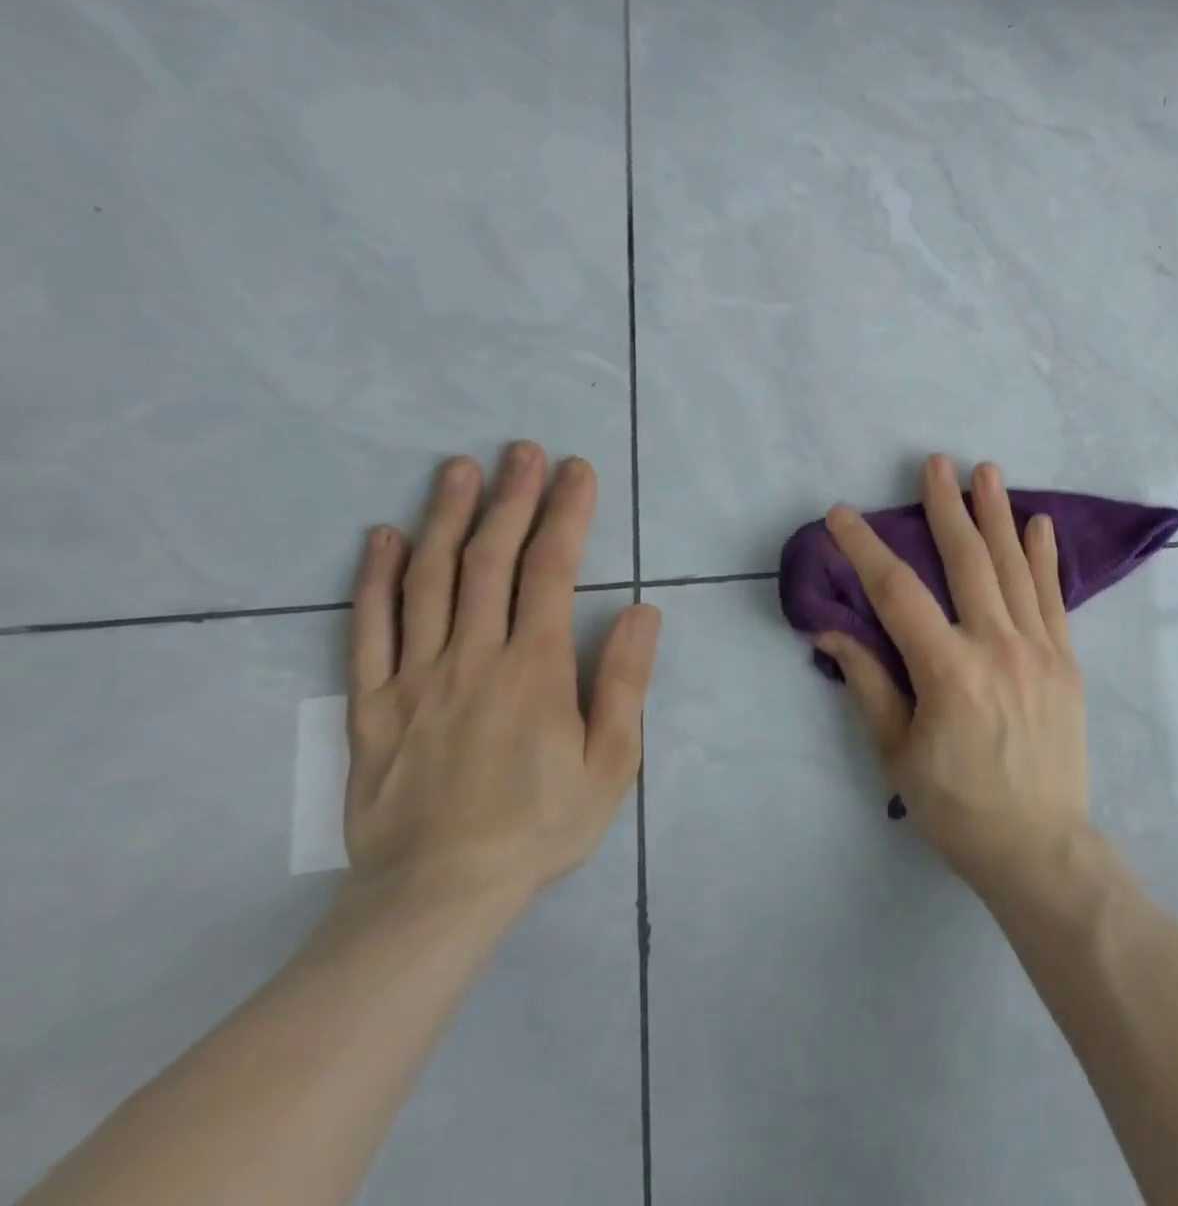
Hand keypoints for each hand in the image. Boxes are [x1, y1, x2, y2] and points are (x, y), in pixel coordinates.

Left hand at [343, 443, 660, 913]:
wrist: (435, 897)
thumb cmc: (541, 826)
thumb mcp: (611, 762)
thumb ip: (624, 681)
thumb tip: (639, 609)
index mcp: (534, 670)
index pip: (551, 571)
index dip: (565, 514)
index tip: (576, 471)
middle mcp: (472, 658)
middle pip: (490, 560)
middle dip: (511, 498)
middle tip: (522, 450)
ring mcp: (414, 678)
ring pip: (429, 581)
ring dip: (447, 518)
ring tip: (459, 469)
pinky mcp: (372, 706)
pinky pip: (368, 630)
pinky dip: (375, 579)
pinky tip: (383, 538)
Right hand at [815, 455, 1090, 895]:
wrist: (1040, 846)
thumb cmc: (957, 807)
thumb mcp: (897, 754)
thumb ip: (868, 683)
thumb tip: (832, 628)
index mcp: (948, 671)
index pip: (897, 593)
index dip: (866, 549)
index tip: (842, 514)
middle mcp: (997, 646)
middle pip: (967, 560)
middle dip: (946, 506)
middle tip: (935, 462)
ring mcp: (1039, 649)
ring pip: (1014, 567)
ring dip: (998, 516)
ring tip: (988, 471)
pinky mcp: (1066, 660)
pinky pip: (1053, 597)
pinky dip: (1045, 557)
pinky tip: (1039, 524)